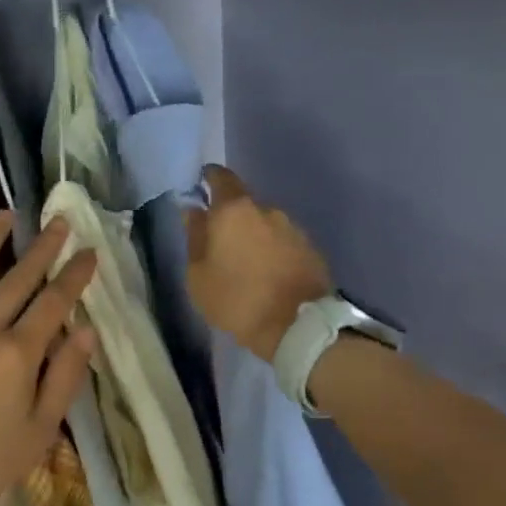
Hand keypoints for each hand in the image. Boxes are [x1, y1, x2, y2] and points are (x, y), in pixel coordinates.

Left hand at [0, 211, 97, 505]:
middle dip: (43, 247)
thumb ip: (65, 377)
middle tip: (57, 221)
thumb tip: (86, 330)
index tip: (89, 251)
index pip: (54, 302)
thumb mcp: (39, 431)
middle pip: (19, 278)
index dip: (75, 275)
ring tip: (5, 214)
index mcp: (18, 353)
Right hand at [183, 164, 332, 361]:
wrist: (297, 328)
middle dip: (231, 218)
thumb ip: (194, 237)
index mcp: (234, 211)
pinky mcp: (311, 249)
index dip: (211, 178)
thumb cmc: (237, 299)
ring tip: (246, 263)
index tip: (203, 184)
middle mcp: (267, 210)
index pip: (221, 178)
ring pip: (265, 224)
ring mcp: (293, 228)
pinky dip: (273, 251)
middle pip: (244, 204)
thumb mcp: (198, 275)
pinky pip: (284, 242)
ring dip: (254, 236)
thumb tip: (193, 211)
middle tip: (221, 242)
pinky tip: (268, 273)